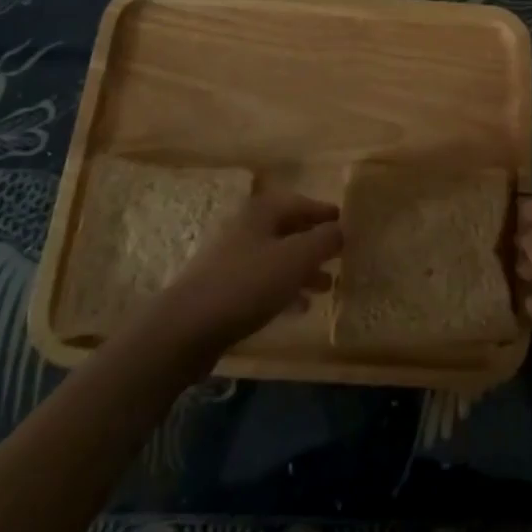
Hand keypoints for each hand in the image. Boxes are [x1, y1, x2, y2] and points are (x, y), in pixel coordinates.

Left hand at [156, 192, 341, 357]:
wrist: (186, 328)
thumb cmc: (247, 284)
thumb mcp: (296, 258)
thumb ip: (324, 240)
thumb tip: (341, 229)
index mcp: (260, 212)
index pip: (300, 203)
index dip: (323, 212)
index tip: (345, 223)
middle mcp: (244, 229)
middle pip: (287, 230)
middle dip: (314, 244)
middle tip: (339, 257)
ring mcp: (230, 259)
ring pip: (275, 258)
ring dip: (302, 269)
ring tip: (326, 287)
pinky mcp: (221, 290)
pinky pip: (261, 282)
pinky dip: (283, 289)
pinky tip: (298, 308)